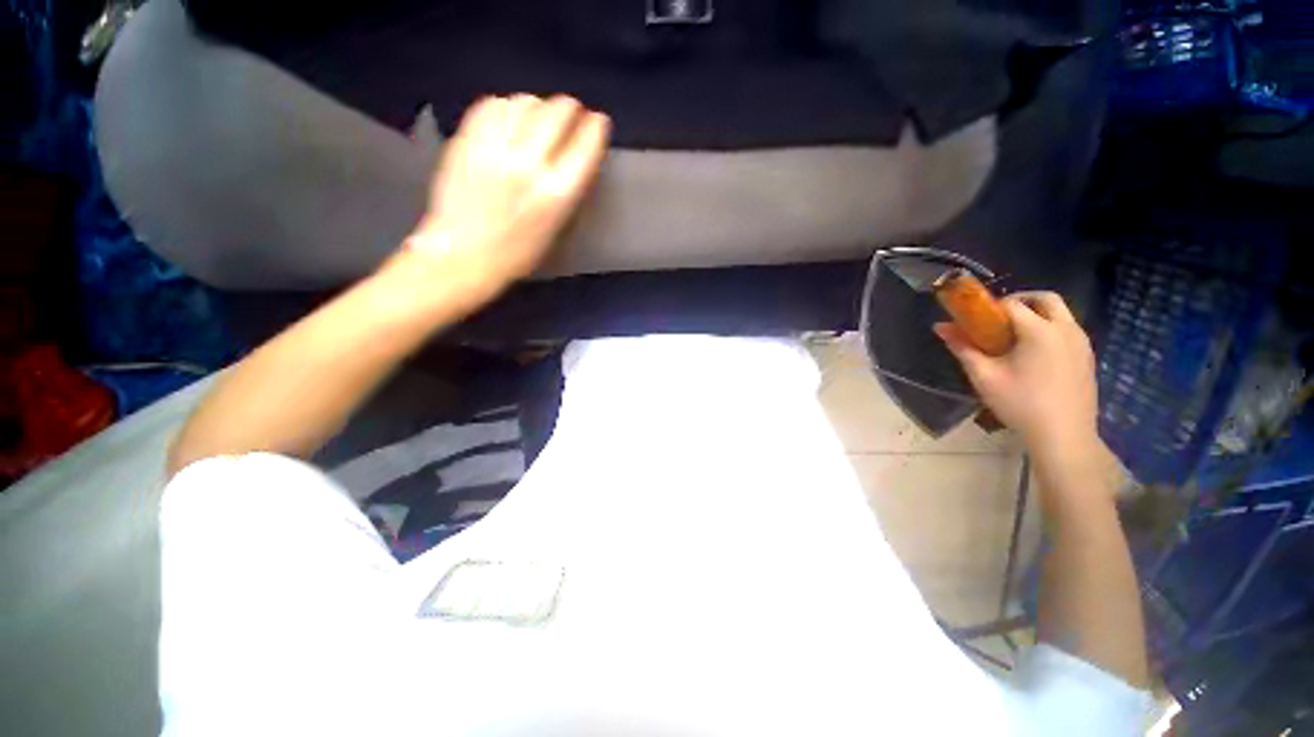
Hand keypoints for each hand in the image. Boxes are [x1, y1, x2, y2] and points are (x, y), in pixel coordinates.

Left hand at [407, 94, 610, 299]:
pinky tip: (509, 117)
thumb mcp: (557, 229)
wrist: (462, 256)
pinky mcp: (467, 142)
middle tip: (571, 111)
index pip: (585, 146)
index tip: (598, 121)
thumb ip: (568, 190)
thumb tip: (576, 157)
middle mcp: (529, 165)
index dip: (596, 127)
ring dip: (538, 105)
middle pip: (557, 113)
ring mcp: (494, 150)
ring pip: (524, 103)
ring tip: (538, 115)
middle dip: (570, 108)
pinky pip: (491, 106)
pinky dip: (506, 106)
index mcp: (556, 195)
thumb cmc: (517, 254)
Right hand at [934, 292, 1099, 460]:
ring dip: (1036, 314)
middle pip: (1045, 299)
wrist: (1064, 436)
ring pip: (1060, 313)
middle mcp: (1066, 329)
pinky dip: (1049, 329)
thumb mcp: (984, 376)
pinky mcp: (1088, 357)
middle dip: (1020, 300)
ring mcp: (1082, 343)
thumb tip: (940, 327)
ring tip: (1012, 337)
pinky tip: (1033, 354)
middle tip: (997, 317)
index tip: (974, 319)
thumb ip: (963, 347)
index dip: (990, 307)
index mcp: (1040, 331)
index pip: (1012, 304)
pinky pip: (1067, 330)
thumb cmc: (1020, 403)